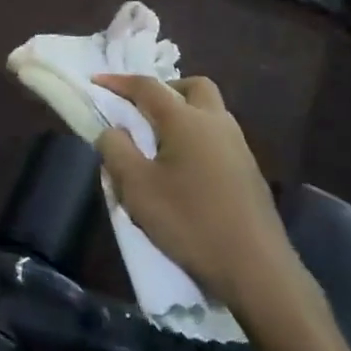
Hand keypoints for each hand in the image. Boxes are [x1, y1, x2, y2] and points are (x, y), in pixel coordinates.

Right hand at [92, 74, 299, 310]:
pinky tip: (183, 171)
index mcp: (186, 120)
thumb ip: (117, 151)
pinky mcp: (249, 171)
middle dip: (164, 90)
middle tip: (141, 111)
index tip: (96, 83)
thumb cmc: (189, 222)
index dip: (119, 82)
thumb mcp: (137, 188)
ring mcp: (238, 146)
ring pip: (209, 112)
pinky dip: (197, 138)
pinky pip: (217, 138)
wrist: (255, 268)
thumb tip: (112, 130)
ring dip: (183, 114)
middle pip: (192, 87)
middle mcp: (216, 123)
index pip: (148, 87)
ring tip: (158, 143)